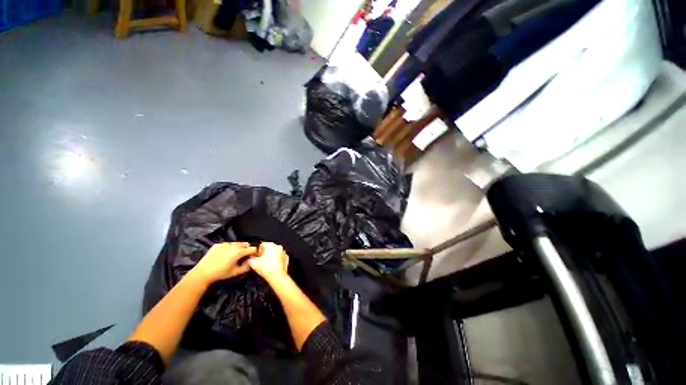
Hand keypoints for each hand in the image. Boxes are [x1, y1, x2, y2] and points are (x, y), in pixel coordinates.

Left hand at [191, 242, 256, 283]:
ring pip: (236, 243)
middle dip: (247, 248)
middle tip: (247, 254)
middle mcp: (233, 246)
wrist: (203, 273)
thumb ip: (245, 267)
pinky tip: (227, 252)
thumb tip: (250, 263)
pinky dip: (230, 247)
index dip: (255, 252)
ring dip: (239, 247)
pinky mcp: (217, 245)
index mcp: (239, 252)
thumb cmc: (220, 273)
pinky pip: (227, 244)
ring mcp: (224, 244)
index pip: (252, 249)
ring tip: (237, 253)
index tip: (255, 255)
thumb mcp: (235, 272)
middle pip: (245, 244)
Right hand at [248, 242, 289, 282]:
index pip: (262, 244)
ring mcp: (283, 252)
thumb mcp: (253, 263)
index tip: (255, 256)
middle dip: (264, 253)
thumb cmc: (266, 267)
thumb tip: (250, 259)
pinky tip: (272, 266)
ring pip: (275, 252)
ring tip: (266, 264)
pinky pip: (280, 258)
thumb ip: (250, 258)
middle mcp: (278, 246)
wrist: (276, 275)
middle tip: (260, 260)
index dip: (257, 251)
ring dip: (271, 256)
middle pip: (269, 248)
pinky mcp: (286, 258)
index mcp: (270, 245)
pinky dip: (277, 260)